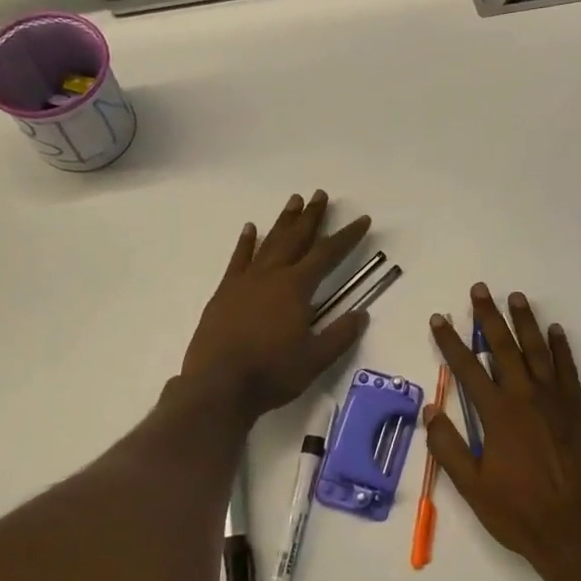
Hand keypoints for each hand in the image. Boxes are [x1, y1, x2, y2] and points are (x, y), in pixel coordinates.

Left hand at [182, 192, 371, 420]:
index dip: (347, 236)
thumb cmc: (272, 373)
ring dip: (283, 222)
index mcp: (296, 288)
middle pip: (295, 238)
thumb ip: (340, 335)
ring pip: (268, 243)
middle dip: (311, 216)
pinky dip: (245, 242)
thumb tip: (361, 314)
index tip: (362, 219)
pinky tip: (250, 228)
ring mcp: (244, 282)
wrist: (218, 386)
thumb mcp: (316, 359)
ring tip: (293, 200)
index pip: (327, 254)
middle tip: (320, 194)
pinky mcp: (224, 293)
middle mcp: (271, 276)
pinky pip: (238, 259)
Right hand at [425, 285, 580, 580]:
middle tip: (480, 289)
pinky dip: (561, 347)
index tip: (439, 318)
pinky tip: (555, 330)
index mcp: (497, 414)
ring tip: (516, 296)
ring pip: (537, 350)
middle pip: (503, 347)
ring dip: (525, 322)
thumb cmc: (518, 512)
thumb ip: (448, 446)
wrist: (576, 532)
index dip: (450, 341)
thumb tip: (429, 409)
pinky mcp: (580, 409)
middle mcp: (525, 397)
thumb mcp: (471, 487)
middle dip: (488, 317)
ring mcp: (556, 400)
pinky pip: (568, 369)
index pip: (467, 368)